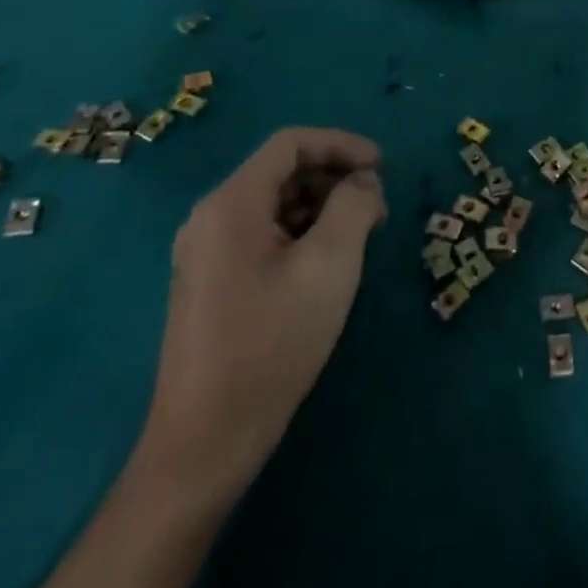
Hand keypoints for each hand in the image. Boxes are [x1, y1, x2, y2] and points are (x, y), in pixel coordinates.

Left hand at [140, 128, 385, 497]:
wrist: (205, 444)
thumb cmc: (272, 343)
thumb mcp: (330, 265)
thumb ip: (354, 206)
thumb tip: (363, 182)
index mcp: (231, 204)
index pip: (291, 143)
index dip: (342, 145)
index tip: (382, 168)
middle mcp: (210, 218)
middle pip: (282, 170)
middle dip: (335, 178)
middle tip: (377, 209)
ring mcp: (206, 252)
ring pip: (275, 203)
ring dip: (322, 206)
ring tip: (359, 237)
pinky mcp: (211, 282)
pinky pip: (263, 233)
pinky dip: (302, 232)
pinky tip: (327, 264)